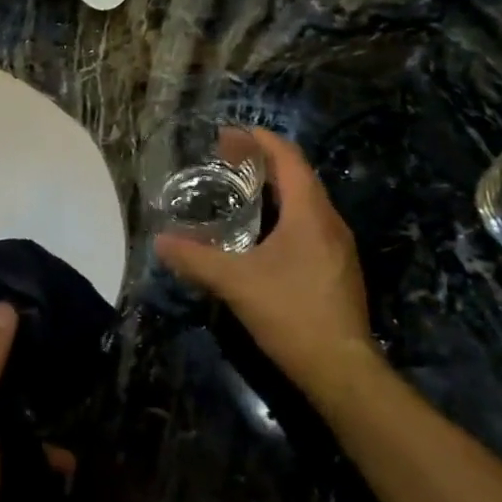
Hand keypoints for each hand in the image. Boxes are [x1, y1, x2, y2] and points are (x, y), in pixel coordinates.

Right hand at [156, 128, 372, 403]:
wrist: (341, 369)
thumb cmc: (291, 313)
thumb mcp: (235, 282)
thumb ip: (195, 259)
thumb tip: (160, 242)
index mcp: (310, 213)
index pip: (289, 159)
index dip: (262, 140)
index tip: (233, 132)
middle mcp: (330, 222)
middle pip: (299, 176)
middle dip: (265, 162)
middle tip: (228, 159)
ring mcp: (339, 247)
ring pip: (307, 202)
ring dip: (277, 188)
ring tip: (242, 189)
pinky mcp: (338, 269)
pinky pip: (311, 224)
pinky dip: (286, 213)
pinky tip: (263, 232)